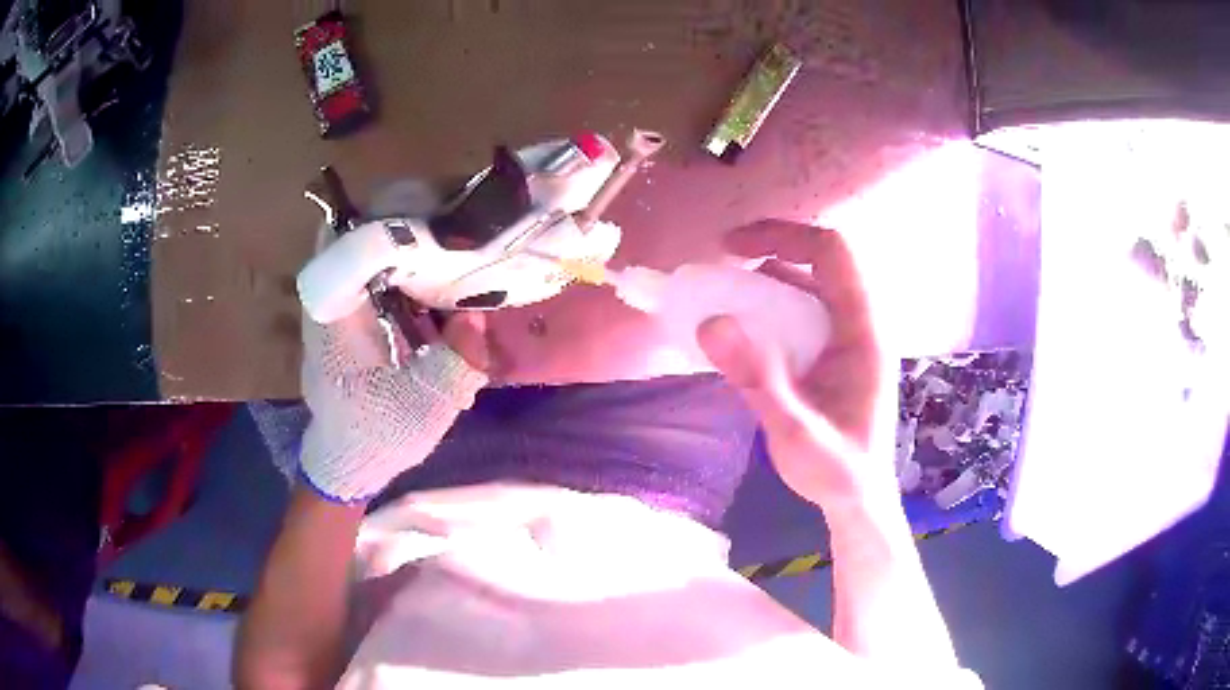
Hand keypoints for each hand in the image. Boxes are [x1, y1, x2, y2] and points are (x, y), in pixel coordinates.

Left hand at [298, 204, 492, 502]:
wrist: (347, 463)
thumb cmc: (377, 435)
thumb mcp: (426, 405)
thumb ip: (458, 359)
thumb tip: (479, 313)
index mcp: (337, 316)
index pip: (346, 240)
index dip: (386, 217)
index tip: (432, 210)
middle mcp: (329, 302)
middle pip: (353, 232)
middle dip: (399, 217)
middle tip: (449, 216)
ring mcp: (335, 308)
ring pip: (359, 250)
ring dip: (399, 238)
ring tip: (447, 236)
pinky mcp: (346, 318)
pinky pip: (369, 273)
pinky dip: (398, 264)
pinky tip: (433, 274)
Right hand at [697, 220, 897, 509]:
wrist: (859, 498)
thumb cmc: (835, 472)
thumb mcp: (794, 432)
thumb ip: (757, 379)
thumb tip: (711, 322)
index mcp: (864, 332)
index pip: (833, 253)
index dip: (783, 234)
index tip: (731, 247)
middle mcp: (863, 323)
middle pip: (824, 258)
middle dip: (773, 245)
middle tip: (725, 260)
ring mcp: (853, 336)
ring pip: (814, 281)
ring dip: (772, 275)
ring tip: (728, 289)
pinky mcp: (840, 351)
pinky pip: (808, 307)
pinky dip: (776, 301)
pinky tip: (749, 324)